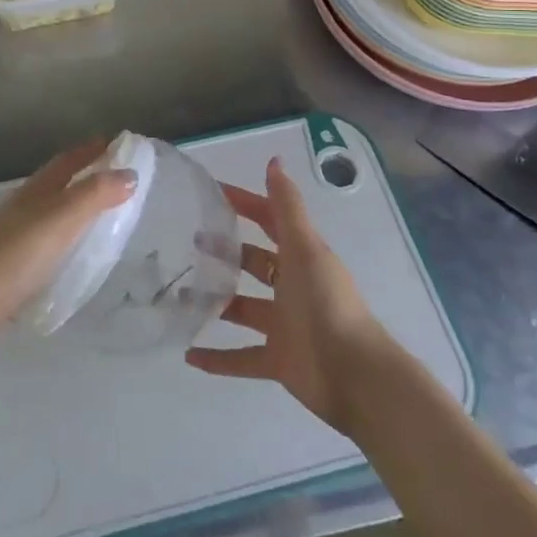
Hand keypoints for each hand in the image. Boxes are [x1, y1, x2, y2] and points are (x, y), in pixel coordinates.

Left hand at [0, 140, 135, 350]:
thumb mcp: (61, 221)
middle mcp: (26, 204)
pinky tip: (71, 247)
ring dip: (76, 201)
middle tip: (117, 175)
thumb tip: (130, 174)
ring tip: (101, 210)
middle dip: (87, 172)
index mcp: (38, 189)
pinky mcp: (11, 259)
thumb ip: (95, 196)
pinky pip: (46, 233)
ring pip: (52, 206)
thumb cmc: (16, 255)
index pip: (69, 160)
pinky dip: (65, 230)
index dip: (92, 149)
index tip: (119, 143)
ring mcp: (15, 231)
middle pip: (59, 180)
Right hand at [186, 157, 395, 432]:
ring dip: (217, 303)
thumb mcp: (305, 248)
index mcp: (301, 257)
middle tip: (189, 243)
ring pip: (244, 309)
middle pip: (255, 263)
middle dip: (226, 252)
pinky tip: (189, 354)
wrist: (355, 375)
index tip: (212, 193)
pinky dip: (218, 358)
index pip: (269, 221)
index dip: (245, 205)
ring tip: (180, 295)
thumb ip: (287, 207)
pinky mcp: (278, 361)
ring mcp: (285, 325)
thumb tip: (274, 161)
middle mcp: (292, 287)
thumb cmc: (327, 303)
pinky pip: (242, 358)